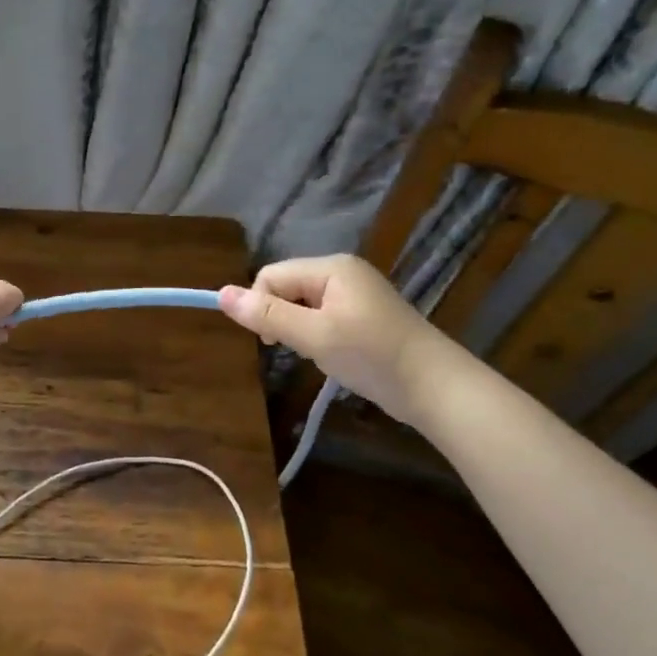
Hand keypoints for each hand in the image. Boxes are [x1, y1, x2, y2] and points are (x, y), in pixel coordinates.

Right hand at [219, 255, 445, 424]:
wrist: (436, 388)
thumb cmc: (372, 356)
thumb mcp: (314, 335)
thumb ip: (266, 314)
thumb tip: (220, 294)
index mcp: (331, 267)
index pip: (271, 276)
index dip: (261, 306)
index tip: (271, 341)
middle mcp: (342, 272)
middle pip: (286, 287)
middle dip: (282, 318)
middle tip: (299, 349)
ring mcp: (355, 293)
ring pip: (302, 305)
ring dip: (300, 330)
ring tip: (320, 354)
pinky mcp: (364, 315)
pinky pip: (322, 316)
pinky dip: (318, 336)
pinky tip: (334, 356)